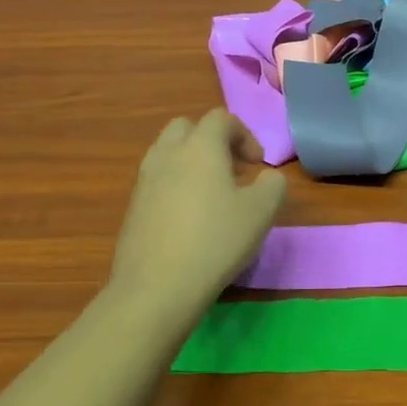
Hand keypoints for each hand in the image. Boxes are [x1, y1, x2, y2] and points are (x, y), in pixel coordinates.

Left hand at [110, 110, 287, 318]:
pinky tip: (190, 219)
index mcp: (200, 147)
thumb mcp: (262, 211)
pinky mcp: (133, 208)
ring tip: (212, 194)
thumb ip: (273, 184)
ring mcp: (145, 181)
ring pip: (168, 153)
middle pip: (187, 128)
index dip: (244, 135)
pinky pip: (157, 181)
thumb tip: (267, 177)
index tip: (258, 165)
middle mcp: (168, 155)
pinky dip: (176, 186)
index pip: (221, 118)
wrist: (157, 287)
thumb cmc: (216, 241)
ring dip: (191, 162)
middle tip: (232, 170)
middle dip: (212, 141)